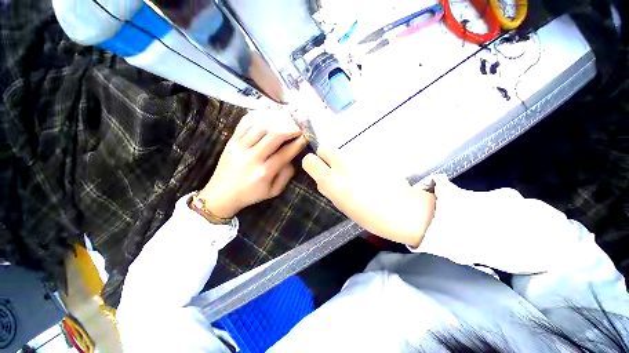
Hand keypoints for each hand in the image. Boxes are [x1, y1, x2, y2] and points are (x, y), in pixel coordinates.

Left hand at [198, 111, 307, 217]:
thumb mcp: (274, 191)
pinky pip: (244, 123)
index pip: (286, 153)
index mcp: (264, 172)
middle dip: (290, 128)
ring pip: (260, 126)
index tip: (306, 136)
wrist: (222, 194)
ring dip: (277, 120)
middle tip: (299, 126)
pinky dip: (258, 116)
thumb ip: (286, 175)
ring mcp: (240, 147)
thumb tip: (293, 158)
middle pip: (274, 135)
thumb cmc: (251, 194)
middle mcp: (252, 157)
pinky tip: (268, 115)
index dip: (298, 143)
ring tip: (286, 120)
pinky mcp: (231, 141)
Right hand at [302, 148, 435, 246]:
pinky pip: (359, 151)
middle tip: (338, 169)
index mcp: (331, 181)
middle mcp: (341, 164)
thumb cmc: (368, 215)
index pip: (309, 160)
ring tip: (360, 172)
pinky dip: (361, 157)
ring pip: (343, 150)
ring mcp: (359, 155)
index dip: (313, 164)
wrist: (401, 209)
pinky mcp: (373, 151)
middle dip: (327, 157)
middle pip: (324, 148)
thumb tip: (321, 178)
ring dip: (347, 158)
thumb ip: (327, 188)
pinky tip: (372, 169)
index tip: (320, 169)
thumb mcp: (340, 205)